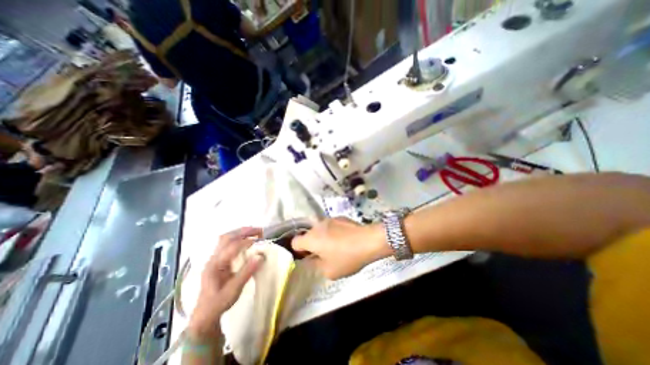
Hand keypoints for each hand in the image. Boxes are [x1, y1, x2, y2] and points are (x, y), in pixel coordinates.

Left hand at [188, 227, 266, 337]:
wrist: (204, 316)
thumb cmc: (218, 304)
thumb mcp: (234, 290)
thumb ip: (247, 272)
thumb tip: (260, 255)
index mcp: (215, 265)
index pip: (231, 247)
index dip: (246, 242)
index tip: (260, 240)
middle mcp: (213, 258)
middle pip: (227, 237)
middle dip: (244, 231)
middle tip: (260, 231)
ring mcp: (214, 258)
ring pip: (226, 238)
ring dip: (241, 232)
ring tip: (255, 233)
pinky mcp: (218, 260)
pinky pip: (227, 243)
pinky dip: (239, 238)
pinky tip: (247, 240)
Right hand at [291, 217, 389, 279]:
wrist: (368, 241)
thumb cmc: (347, 258)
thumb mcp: (329, 271)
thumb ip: (315, 265)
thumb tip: (312, 260)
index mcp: (311, 238)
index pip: (295, 242)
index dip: (299, 251)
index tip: (309, 257)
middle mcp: (317, 226)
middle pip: (308, 235)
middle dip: (312, 244)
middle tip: (323, 254)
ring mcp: (329, 219)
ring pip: (320, 229)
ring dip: (323, 237)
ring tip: (336, 246)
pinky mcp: (340, 217)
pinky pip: (330, 225)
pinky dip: (333, 231)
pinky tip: (344, 238)